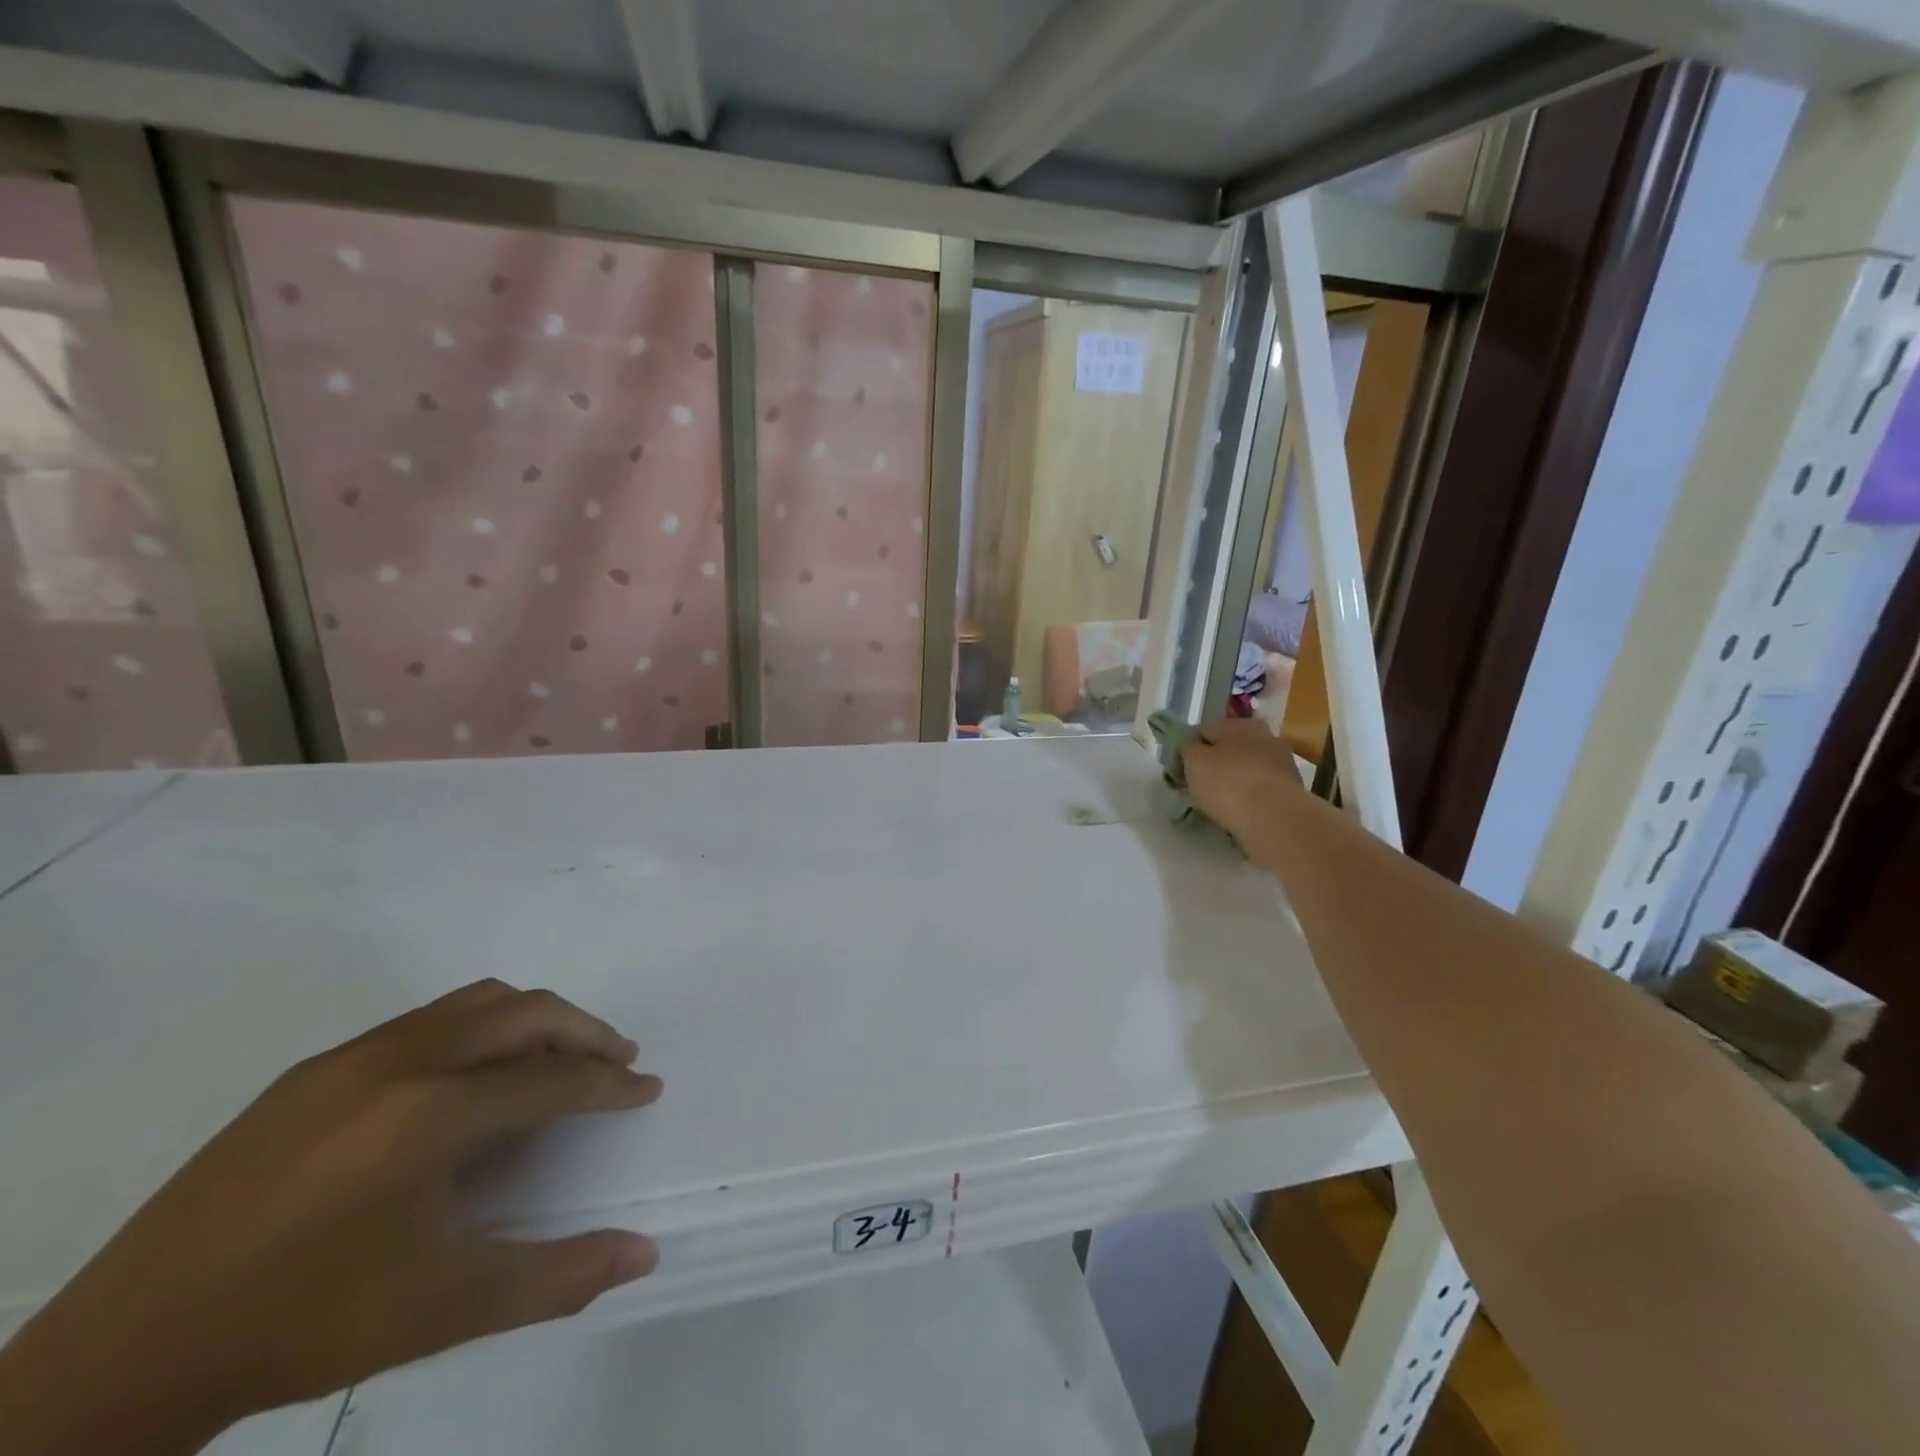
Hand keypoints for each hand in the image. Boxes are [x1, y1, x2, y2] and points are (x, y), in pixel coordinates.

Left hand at [0, 980, 662, 1453]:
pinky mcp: (316, 1067)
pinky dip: (479, 1030)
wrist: (130, 1352)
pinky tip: (471, 1081)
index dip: (611, 1084)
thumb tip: (647, 1252)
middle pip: (527, 1014)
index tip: (647, 1089)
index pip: (554, 1079)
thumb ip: (559, 1275)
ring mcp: (353, 1056)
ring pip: (478, 1002)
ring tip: (555, 1060)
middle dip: (587, 1033)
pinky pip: (428, 1019)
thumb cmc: (308, 1323)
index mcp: (435, 1113)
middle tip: (618, 1063)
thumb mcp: (447, 1307)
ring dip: (534, 1022)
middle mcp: (403, 1060)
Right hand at [1180, 716, 1305, 846]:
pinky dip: (1250, 797)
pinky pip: (1260, 789)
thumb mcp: (1193, 761)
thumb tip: (1192, 746)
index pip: (1204, 730)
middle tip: (1200, 786)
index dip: (1189, 749)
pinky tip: (1240, 811)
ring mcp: (1282, 763)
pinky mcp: (1292, 790)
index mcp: (1240, 724)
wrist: (1273, 818)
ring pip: (1247, 769)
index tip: (1181, 770)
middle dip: (1215, 764)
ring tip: (1220, 803)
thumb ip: (1188, 748)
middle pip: (1229, 749)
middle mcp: (1265, 736)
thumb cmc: (1227, 783)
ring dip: (1234, 781)